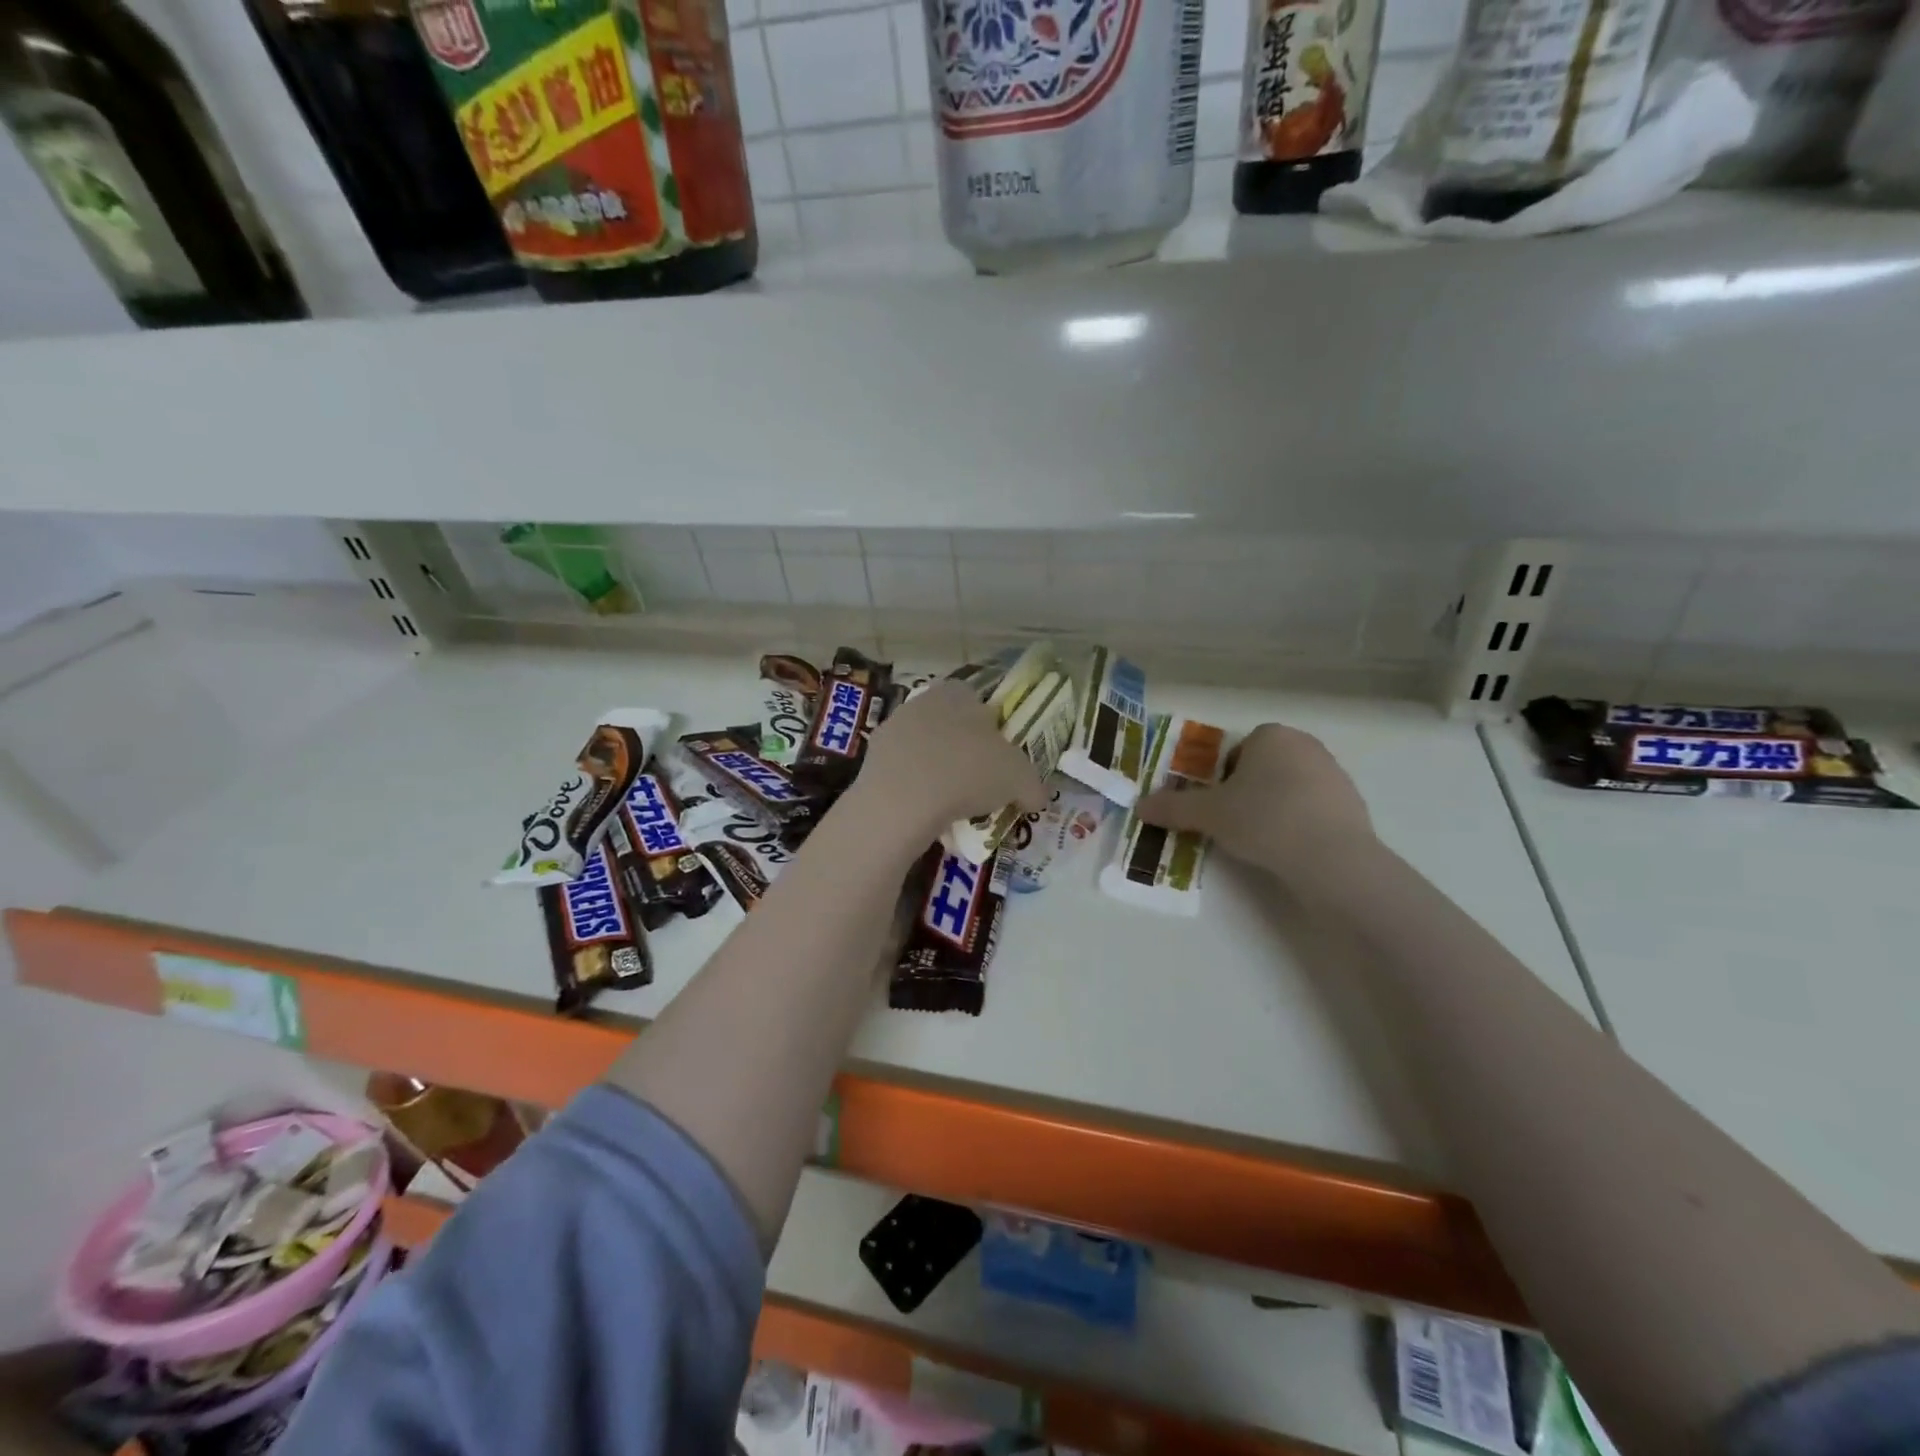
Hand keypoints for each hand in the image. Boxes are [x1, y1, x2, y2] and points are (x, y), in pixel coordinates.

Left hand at [851, 680, 1048, 839]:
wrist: (902, 799)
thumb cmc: (967, 772)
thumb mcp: (1018, 779)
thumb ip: (1033, 785)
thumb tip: (1037, 797)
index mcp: (959, 693)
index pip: (981, 702)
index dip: (994, 731)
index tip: (1001, 762)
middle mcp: (922, 702)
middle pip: (951, 726)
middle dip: (964, 752)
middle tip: (979, 786)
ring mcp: (892, 729)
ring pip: (925, 750)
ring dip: (937, 772)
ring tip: (952, 806)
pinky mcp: (871, 759)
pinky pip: (902, 774)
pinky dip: (914, 790)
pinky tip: (924, 812)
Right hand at [1135, 723, 1374, 882]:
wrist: (1331, 857)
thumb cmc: (1263, 818)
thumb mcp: (1208, 814)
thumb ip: (1173, 807)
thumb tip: (1139, 807)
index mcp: (1271, 735)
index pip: (1237, 751)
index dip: (1222, 779)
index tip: (1218, 806)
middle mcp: (1306, 745)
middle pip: (1263, 767)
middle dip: (1247, 791)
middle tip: (1234, 822)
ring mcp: (1335, 773)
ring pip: (1289, 788)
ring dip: (1273, 807)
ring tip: (1261, 840)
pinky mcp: (1353, 804)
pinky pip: (1313, 809)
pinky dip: (1299, 823)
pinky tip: (1290, 848)